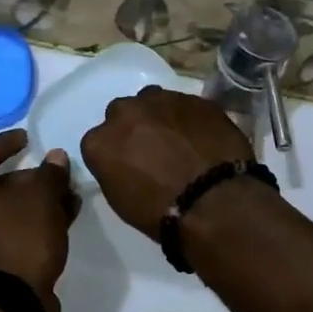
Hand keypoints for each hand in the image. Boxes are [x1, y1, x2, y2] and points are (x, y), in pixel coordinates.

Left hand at [0, 129, 76, 311]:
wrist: (8, 308)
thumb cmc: (18, 240)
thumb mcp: (40, 199)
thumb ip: (49, 174)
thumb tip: (55, 157)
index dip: (5, 143)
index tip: (28, 138)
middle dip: (32, 178)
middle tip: (59, 175)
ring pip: (11, 212)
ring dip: (40, 203)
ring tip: (70, 199)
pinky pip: (16, 234)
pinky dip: (37, 225)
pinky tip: (63, 223)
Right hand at [80, 86, 253, 238]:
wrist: (214, 202)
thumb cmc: (162, 213)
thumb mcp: (121, 200)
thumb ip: (114, 169)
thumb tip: (125, 161)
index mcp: (100, 141)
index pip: (98, 141)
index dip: (115, 153)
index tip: (128, 166)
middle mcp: (125, 112)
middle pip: (123, 113)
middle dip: (134, 127)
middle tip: (152, 150)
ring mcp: (161, 100)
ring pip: (153, 101)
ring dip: (160, 116)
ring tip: (178, 140)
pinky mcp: (194, 98)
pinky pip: (185, 105)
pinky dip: (188, 118)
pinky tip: (201, 138)